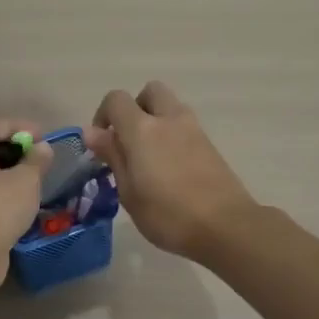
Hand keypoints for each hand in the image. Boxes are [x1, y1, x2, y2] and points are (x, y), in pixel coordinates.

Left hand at [0, 119, 51, 295]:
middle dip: (16, 149)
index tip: (42, 136)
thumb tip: (42, 147)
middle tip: (41, 156)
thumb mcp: (25, 180)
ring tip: (38, 178)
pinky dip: (8, 192)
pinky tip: (26, 200)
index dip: (17, 125)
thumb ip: (36, 160)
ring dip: (13, 172)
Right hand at [83, 83, 255, 261]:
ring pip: (170, 107)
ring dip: (155, 121)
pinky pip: (184, 126)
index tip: (101, 144)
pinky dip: (172, 135)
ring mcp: (194, 129)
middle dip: (135, 108)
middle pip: (150, 92)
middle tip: (128, 141)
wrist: (225, 226)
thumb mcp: (128, 191)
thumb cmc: (168, 214)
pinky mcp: (210, 144)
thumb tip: (93, 132)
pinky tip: (170, 169)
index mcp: (142, 129)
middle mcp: (169, 119)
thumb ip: (113, 156)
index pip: (116, 99)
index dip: (103, 115)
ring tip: (148, 158)